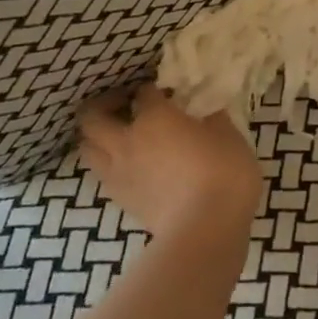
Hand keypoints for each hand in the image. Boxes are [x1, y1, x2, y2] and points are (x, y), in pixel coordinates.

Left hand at [78, 83, 262, 244]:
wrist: (205, 229)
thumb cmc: (223, 174)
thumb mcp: (229, 136)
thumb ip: (212, 117)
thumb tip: (206, 109)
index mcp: (154, 117)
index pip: (143, 92)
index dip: (152, 89)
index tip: (165, 91)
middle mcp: (127, 140)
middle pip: (92, 116)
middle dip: (103, 106)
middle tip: (123, 106)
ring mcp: (119, 172)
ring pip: (87, 147)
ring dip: (97, 138)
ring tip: (117, 137)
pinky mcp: (120, 200)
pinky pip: (102, 174)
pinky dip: (108, 165)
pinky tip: (128, 168)